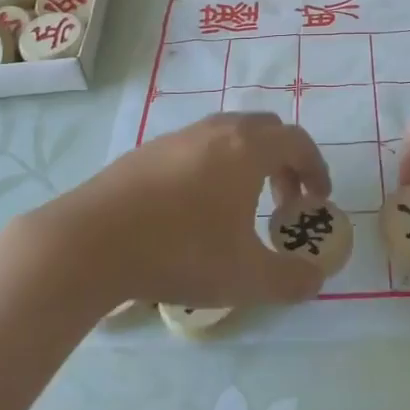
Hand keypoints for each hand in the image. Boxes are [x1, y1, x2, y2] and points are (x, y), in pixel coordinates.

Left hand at [41, 113, 332, 310]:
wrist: (91, 241)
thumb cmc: (179, 251)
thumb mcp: (244, 278)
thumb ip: (290, 279)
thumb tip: (316, 279)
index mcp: (247, 148)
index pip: (297, 141)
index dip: (316, 168)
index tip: (318, 200)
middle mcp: (217, 130)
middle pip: (266, 129)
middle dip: (284, 161)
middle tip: (283, 202)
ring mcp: (179, 135)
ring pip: (229, 134)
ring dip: (248, 162)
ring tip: (241, 206)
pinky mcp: (149, 149)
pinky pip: (197, 146)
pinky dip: (214, 166)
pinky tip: (195, 208)